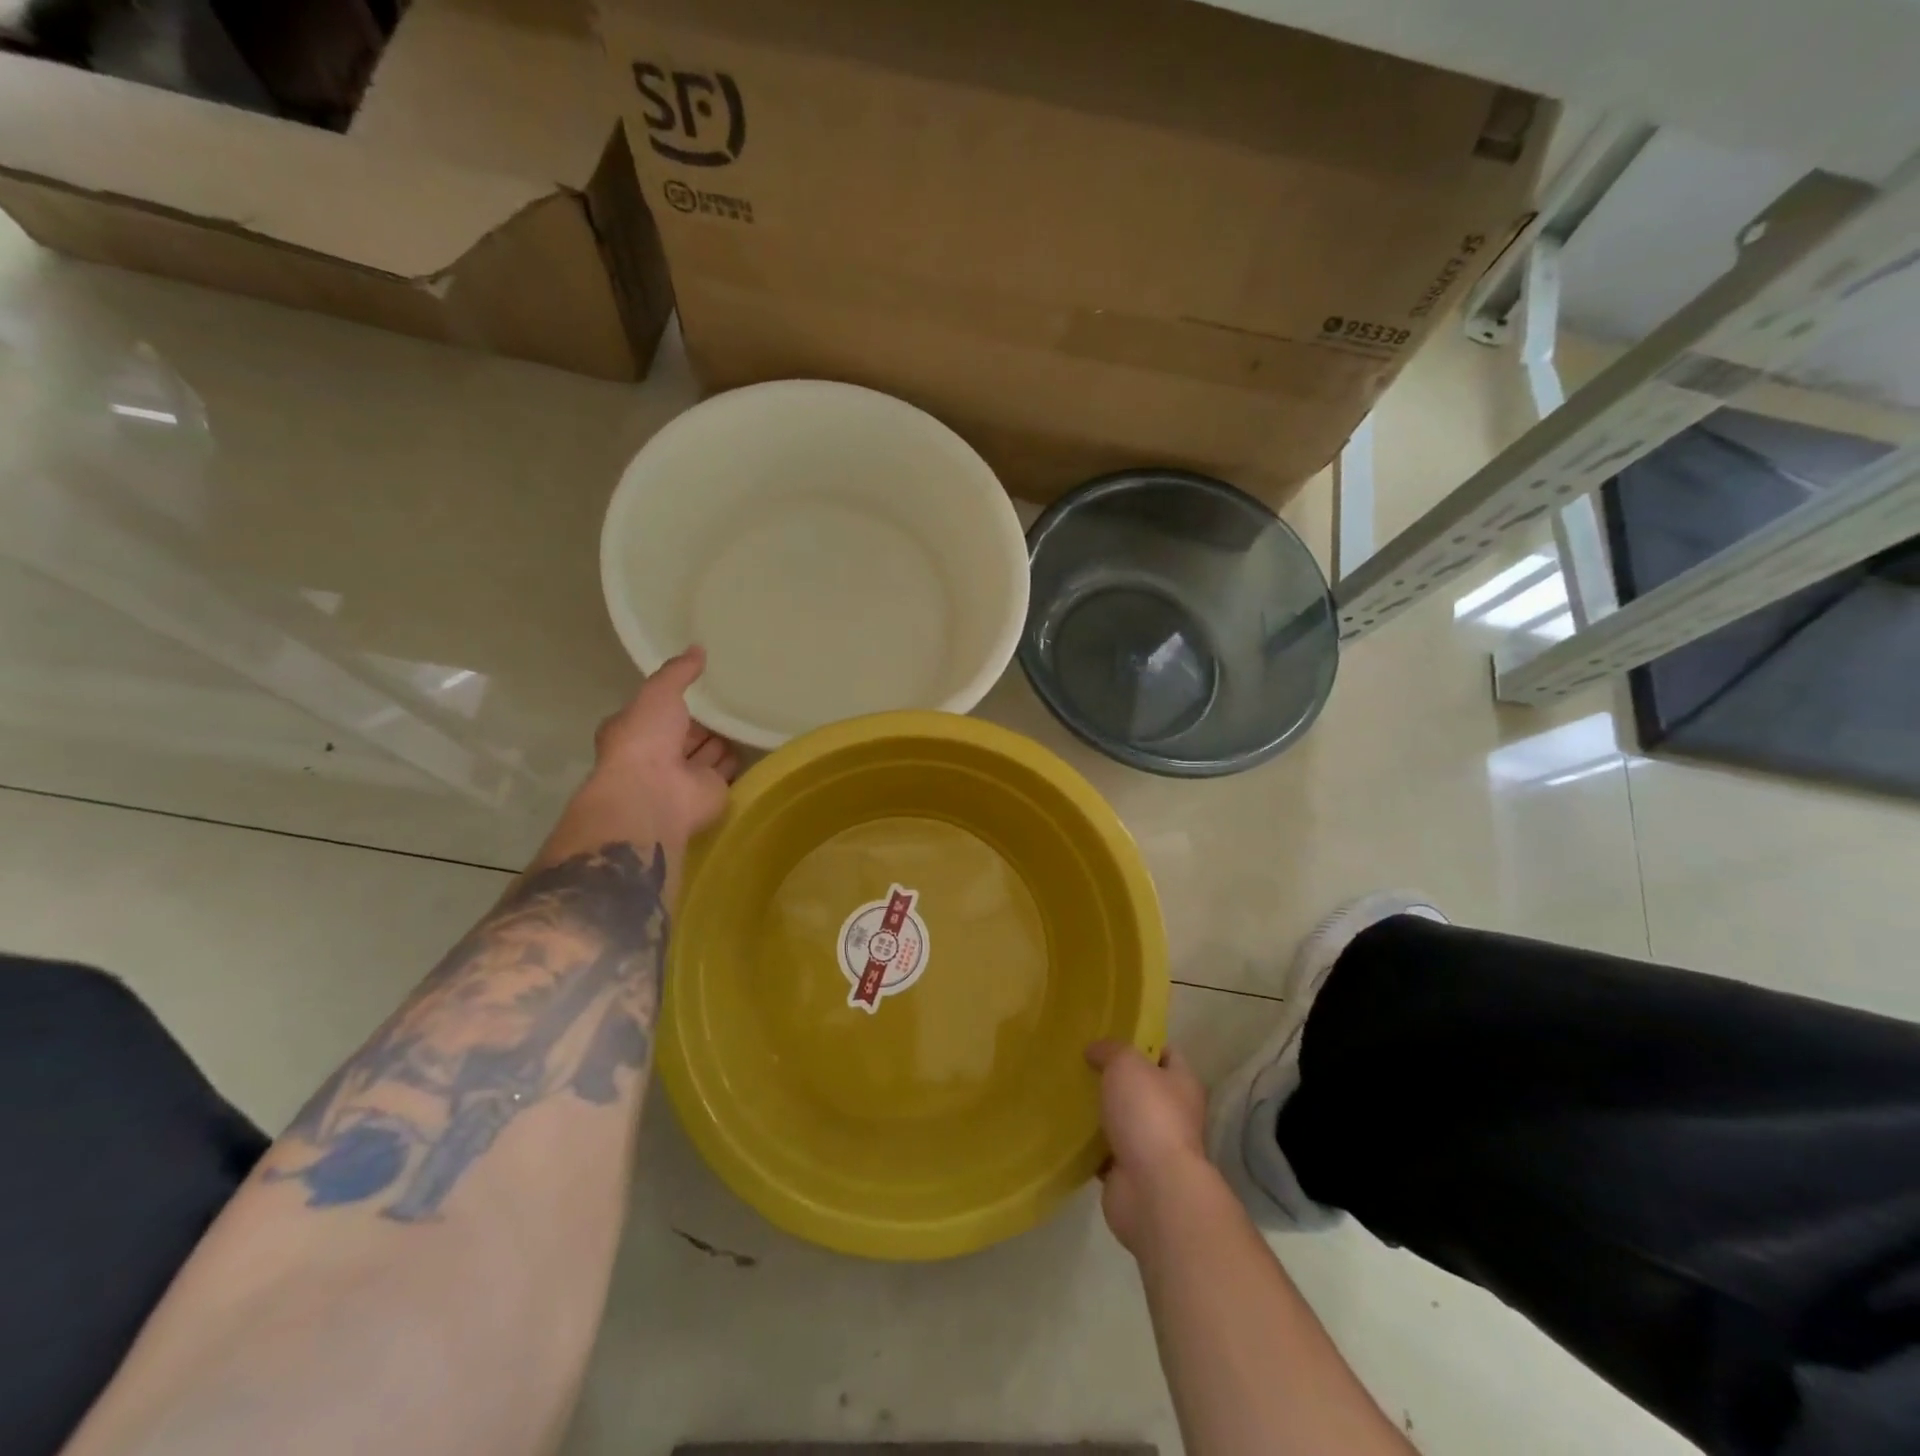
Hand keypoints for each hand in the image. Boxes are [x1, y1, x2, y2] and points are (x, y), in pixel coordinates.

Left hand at [586, 646, 739, 847]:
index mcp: (636, 731)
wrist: (656, 795)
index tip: (699, 683)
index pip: (658, 711)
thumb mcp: (658, 693)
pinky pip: (727, 771)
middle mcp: (658, 754)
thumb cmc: (646, 739)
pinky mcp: (711, 792)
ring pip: (707, 752)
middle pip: (685, 733)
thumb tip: (698, 648)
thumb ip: (678, 672)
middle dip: (703, 722)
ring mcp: (685, 776)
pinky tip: (754, 740)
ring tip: (746, 716)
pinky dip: (739, 759)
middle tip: (730, 699)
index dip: (676, 699)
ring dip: (721, 740)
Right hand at [1086, 1040, 1213, 1254]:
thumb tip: (1094, 1050)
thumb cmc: (1148, 1114)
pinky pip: (1105, 1151)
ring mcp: (1152, 1146)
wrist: (1153, 1190)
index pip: (1167, 1053)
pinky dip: (1088, 1144)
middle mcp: (1173, 1114)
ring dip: (1099, 1111)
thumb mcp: (1126, 1064)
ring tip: (1068, 1091)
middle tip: (1080, 1062)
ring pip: (1121, 1119)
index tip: (1110, 1035)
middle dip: (1114, 1077)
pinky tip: (1065, 1128)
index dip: (1142, 1042)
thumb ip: (1110, 1050)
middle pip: (1141, 1087)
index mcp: (1182, 1084)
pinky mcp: (1129, 1173)